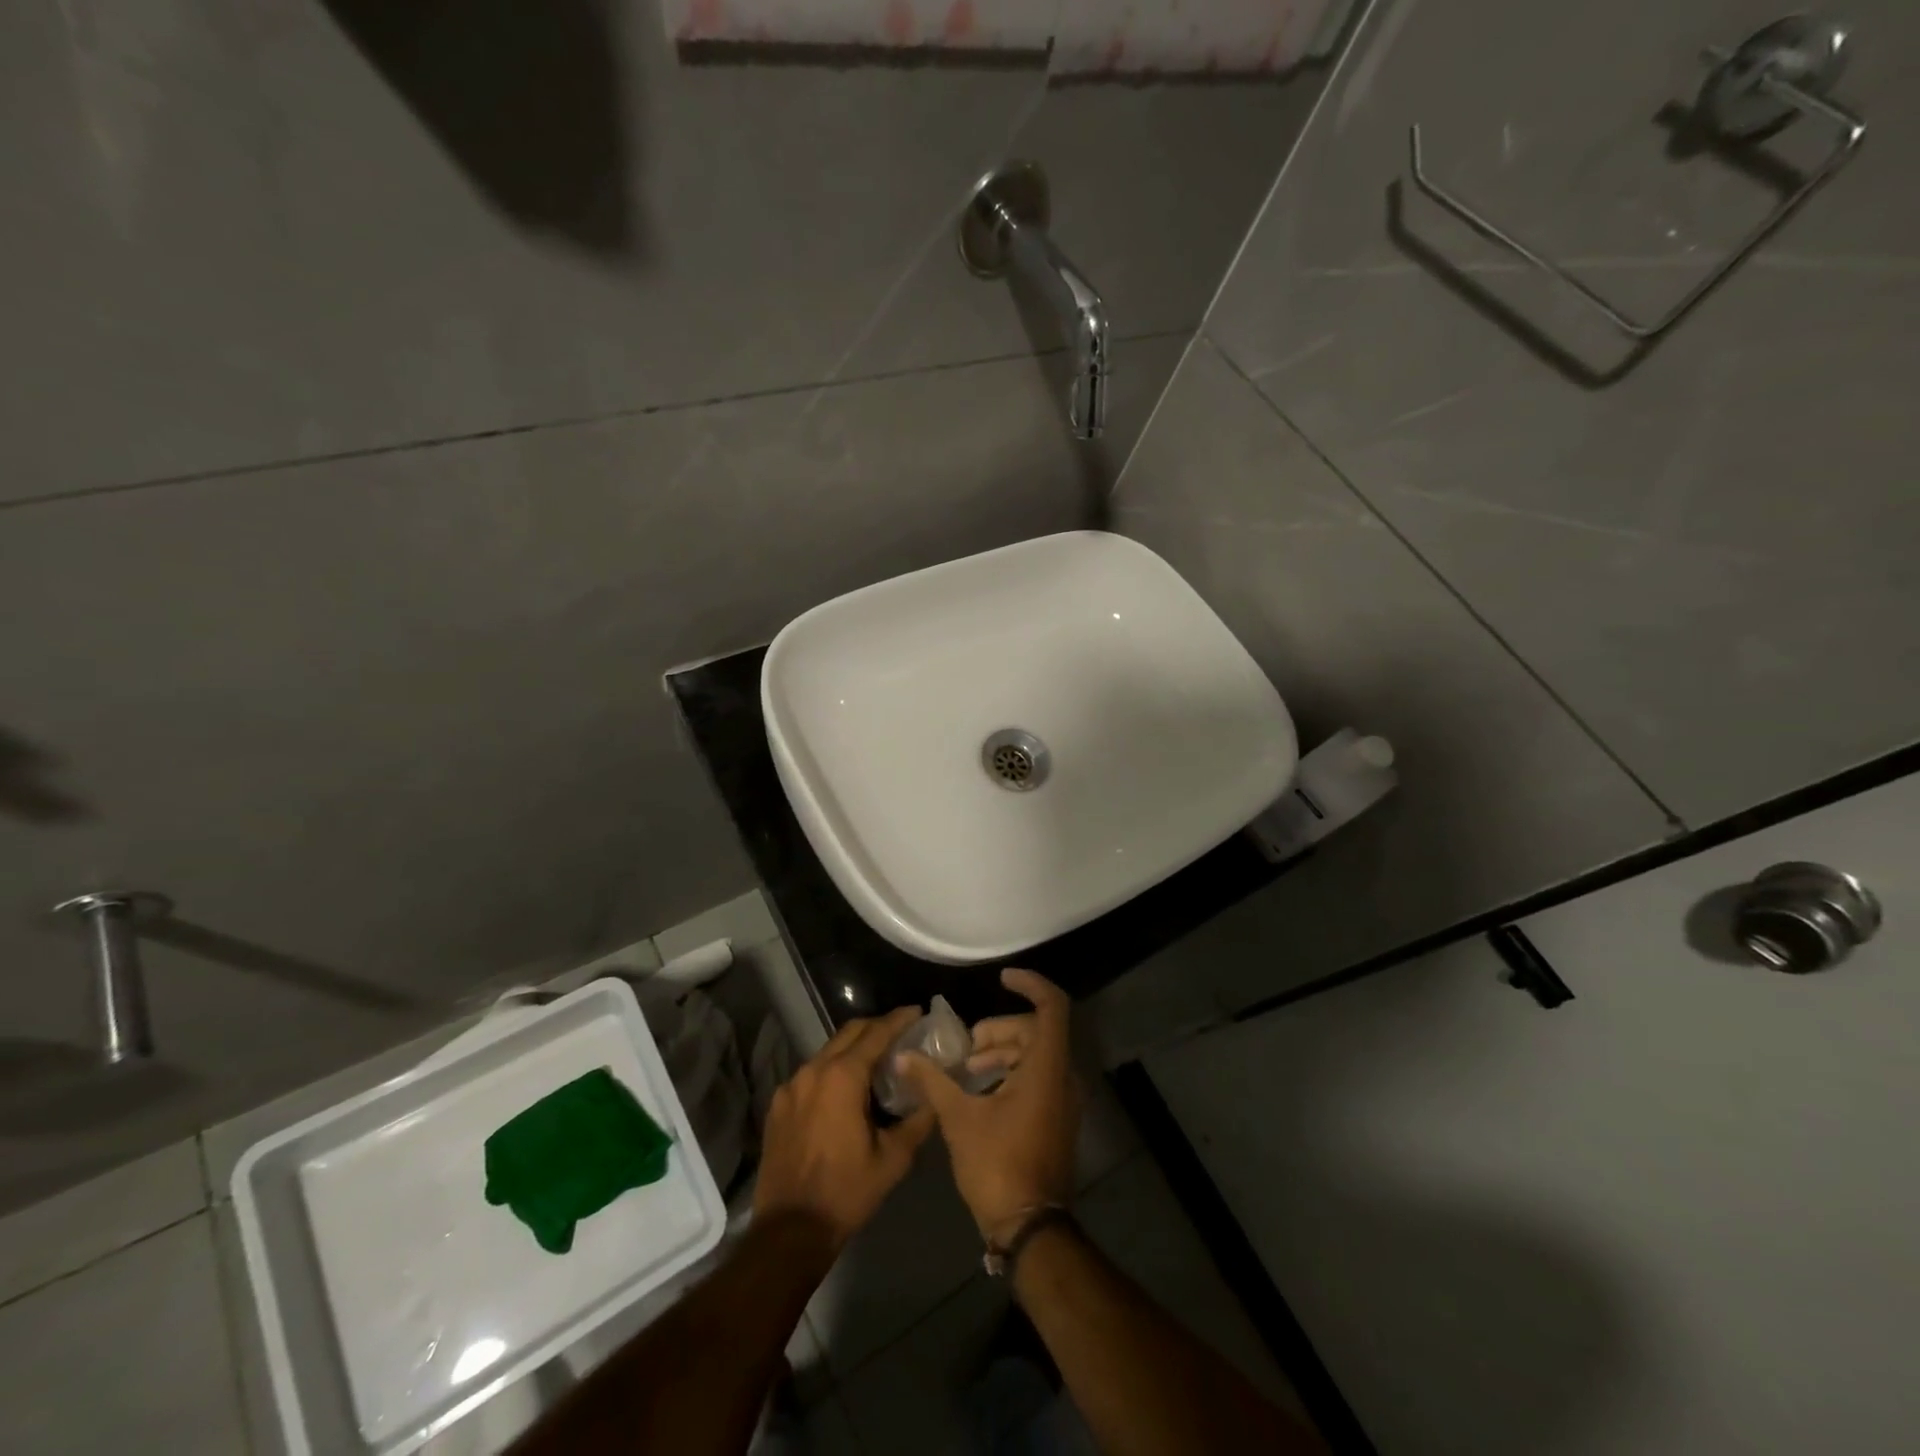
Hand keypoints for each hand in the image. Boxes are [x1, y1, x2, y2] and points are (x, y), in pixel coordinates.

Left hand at [754, 1007, 934, 1249]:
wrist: (789, 1231)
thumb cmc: (846, 1192)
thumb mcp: (893, 1158)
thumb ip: (918, 1119)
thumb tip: (933, 1094)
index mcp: (843, 1077)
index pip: (876, 1032)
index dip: (899, 1019)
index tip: (918, 1012)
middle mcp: (814, 1070)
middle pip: (850, 1032)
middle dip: (877, 1026)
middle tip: (901, 1032)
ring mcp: (791, 1086)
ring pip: (829, 1051)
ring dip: (854, 1048)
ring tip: (877, 1061)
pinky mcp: (779, 1104)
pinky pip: (811, 1073)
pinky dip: (832, 1070)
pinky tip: (845, 1091)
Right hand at [898, 969, 1079, 1241]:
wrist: (1030, 1227)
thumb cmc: (997, 1165)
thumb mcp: (959, 1118)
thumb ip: (933, 1080)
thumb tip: (904, 1055)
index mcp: (1047, 1068)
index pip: (1052, 1006)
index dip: (1030, 984)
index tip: (1001, 978)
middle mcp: (1063, 1077)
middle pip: (1037, 1029)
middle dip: (1000, 1029)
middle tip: (967, 1046)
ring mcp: (1064, 1099)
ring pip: (1037, 1053)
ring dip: (1003, 1052)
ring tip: (968, 1069)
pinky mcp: (1058, 1117)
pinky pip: (1039, 1075)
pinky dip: (1012, 1071)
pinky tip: (982, 1090)